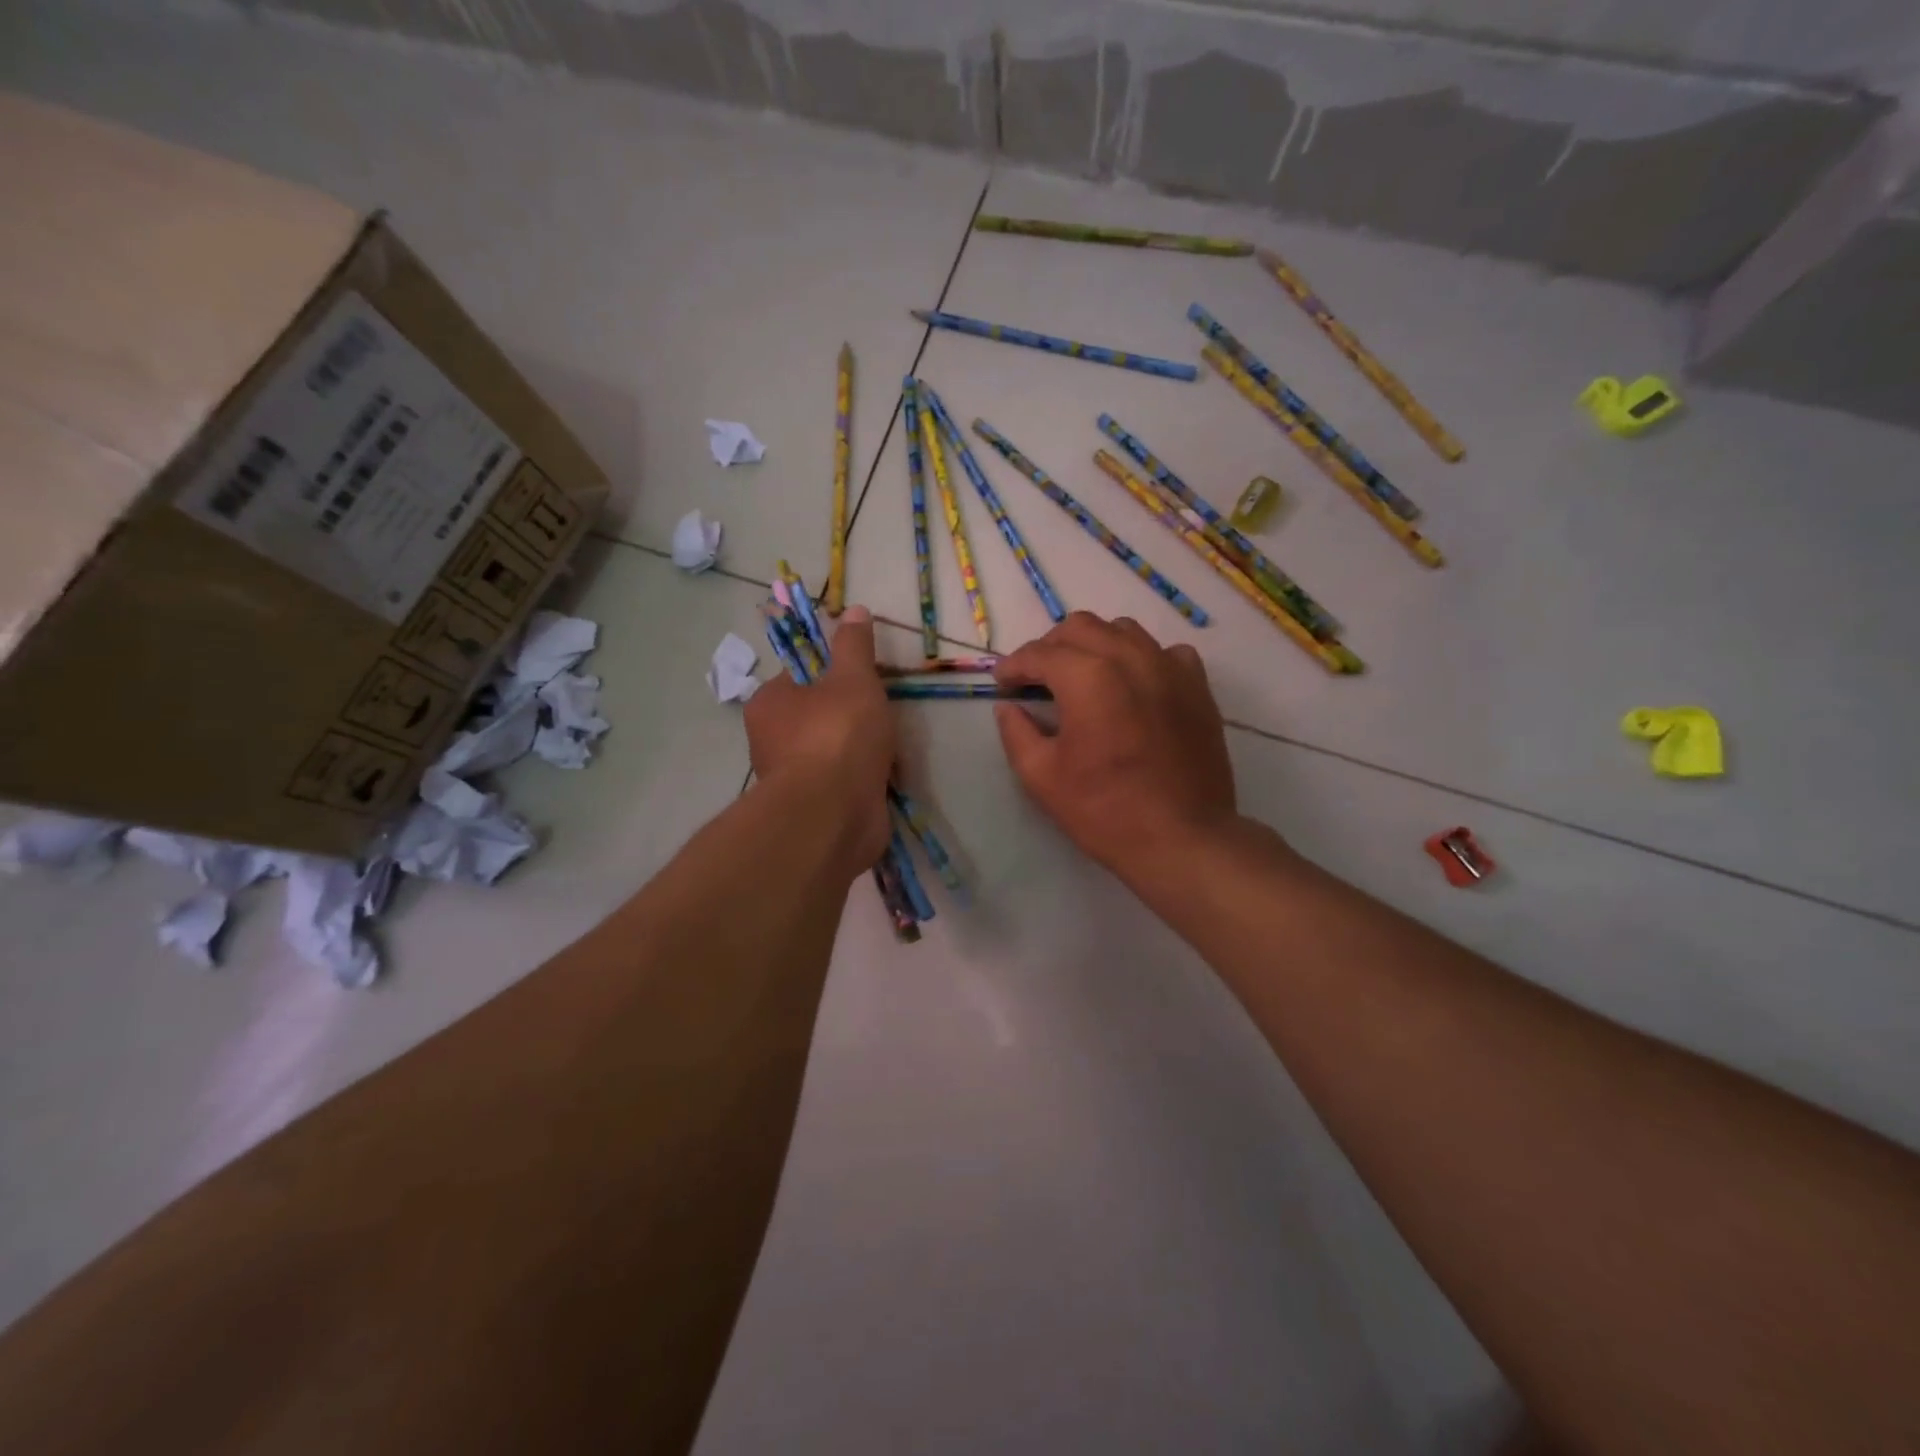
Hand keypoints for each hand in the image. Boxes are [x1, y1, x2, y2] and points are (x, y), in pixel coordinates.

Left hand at [744, 606, 894, 874]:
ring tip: (891, 749)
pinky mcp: (814, 809)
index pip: (802, 675)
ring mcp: (792, 778)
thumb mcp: (852, 678)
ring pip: (835, 751)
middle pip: (821, 714)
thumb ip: (855, 646)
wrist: (833, 815)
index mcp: (770, 702)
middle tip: (882, 715)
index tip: (865, 678)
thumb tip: (854, 609)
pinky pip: (844, 783)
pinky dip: (865, 780)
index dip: (836, 672)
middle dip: (855, 716)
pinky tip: (886, 779)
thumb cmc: (837, 736)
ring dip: (864, 750)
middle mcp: (771, 740)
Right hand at [993, 613, 1237, 881]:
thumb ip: (1016, 732)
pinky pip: (1166, 652)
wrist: (1182, 838)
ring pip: (1123, 631)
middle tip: (1038, 679)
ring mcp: (1170, 668)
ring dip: (1095, 645)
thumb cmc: (1104, 810)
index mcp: (1087, 676)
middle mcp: (1130, 658)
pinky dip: (1142, 658)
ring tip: (1084, 676)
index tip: (1003, 683)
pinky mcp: (1197, 687)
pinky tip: (1135, 685)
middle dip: (1051, 647)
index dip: (1013, 666)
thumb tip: (1008, 707)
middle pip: (1080, 627)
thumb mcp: (1041, 776)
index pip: (1039, 653)